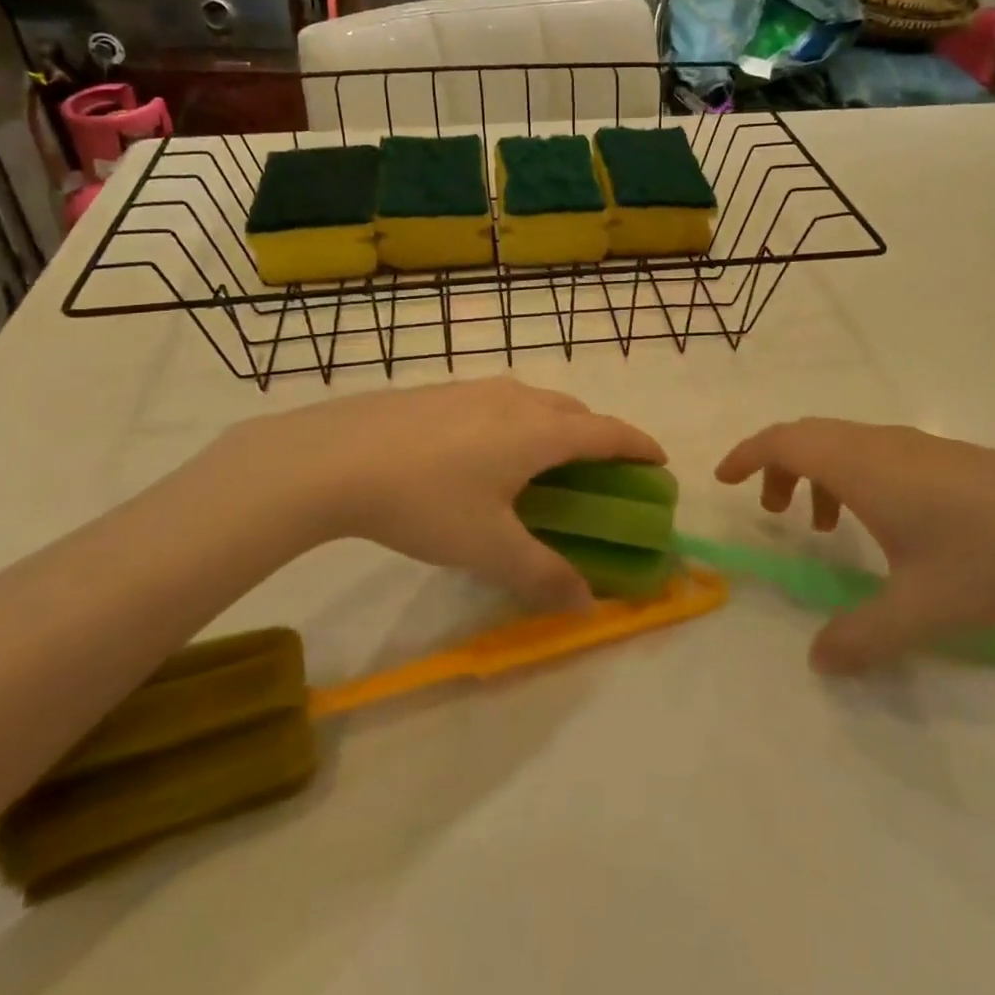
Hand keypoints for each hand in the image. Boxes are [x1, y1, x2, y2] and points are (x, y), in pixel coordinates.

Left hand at [235, 378, 664, 612]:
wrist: (336, 458)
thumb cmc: (426, 501)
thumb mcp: (488, 549)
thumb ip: (543, 575)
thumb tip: (587, 604)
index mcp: (539, 432)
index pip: (608, 433)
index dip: (639, 446)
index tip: (659, 460)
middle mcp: (516, 400)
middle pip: (575, 412)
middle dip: (598, 437)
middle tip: (600, 471)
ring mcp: (475, 389)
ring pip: (535, 402)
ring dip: (556, 426)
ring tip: (543, 462)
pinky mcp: (441, 391)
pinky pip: (500, 402)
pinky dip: (517, 422)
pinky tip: (484, 453)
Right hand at [716, 419, 994, 673]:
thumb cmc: (992, 561)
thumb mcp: (920, 609)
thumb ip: (861, 637)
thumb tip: (817, 663)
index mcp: (861, 466)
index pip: (784, 440)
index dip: (747, 454)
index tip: (725, 479)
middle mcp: (882, 445)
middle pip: (810, 436)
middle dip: (779, 466)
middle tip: (772, 510)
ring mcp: (920, 447)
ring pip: (846, 444)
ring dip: (820, 474)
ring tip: (825, 527)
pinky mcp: (951, 459)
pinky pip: (878, 454)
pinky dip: (856, 478)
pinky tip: (887, 527)